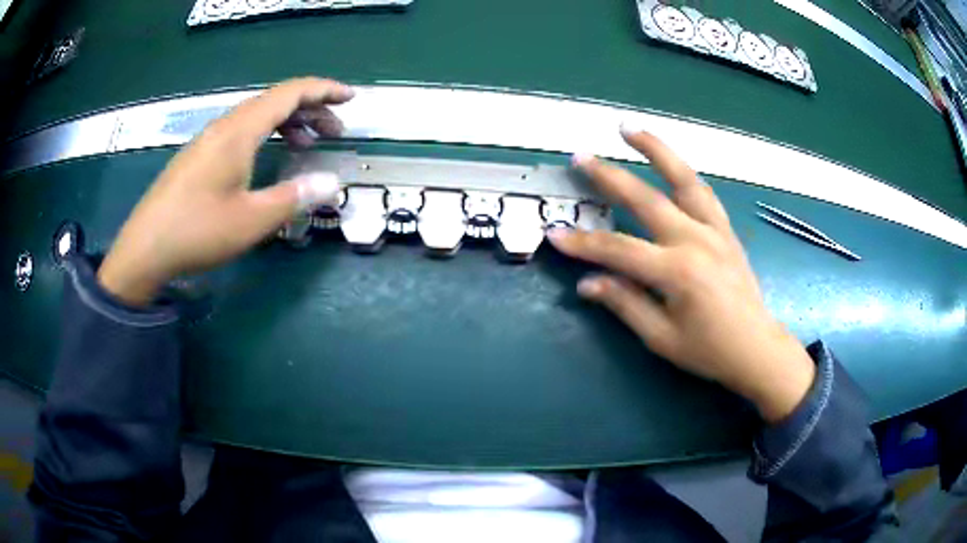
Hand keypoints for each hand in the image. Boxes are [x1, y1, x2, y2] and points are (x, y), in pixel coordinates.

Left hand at [98, 78, 352, 305]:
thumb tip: (332, 182)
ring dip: (287, 123)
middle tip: (335, 131)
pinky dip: (265, 135)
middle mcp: (224, 126)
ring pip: (256, 116)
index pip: (289, 93)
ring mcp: (208, 140)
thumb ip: (293, 197)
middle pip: (274, 101)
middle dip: (310, 110)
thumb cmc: (197, 232)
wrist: (145, 250)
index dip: (323, 91)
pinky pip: (240, 131)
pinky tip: (267, 157)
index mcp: (239, 131)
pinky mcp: (198, 156)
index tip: (350, 98)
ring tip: (307, 143)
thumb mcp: (251, 220)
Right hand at [548, 126, 815, 422]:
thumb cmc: (709, 351)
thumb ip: (625, 304)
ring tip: (630, 129)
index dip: (584, 243)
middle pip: (646, 199)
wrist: (756, 348)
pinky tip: (670, 164)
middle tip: (580, 157)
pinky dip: (683, 174)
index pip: (619, 250)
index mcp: (677, 272)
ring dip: (656, 150)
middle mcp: (696, 240)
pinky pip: (704, 193)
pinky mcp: (726, 230)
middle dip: (609, 177)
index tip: (555, 234)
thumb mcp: (662, 338)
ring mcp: (715, 230)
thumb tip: (587, 283)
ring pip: (683, 179)